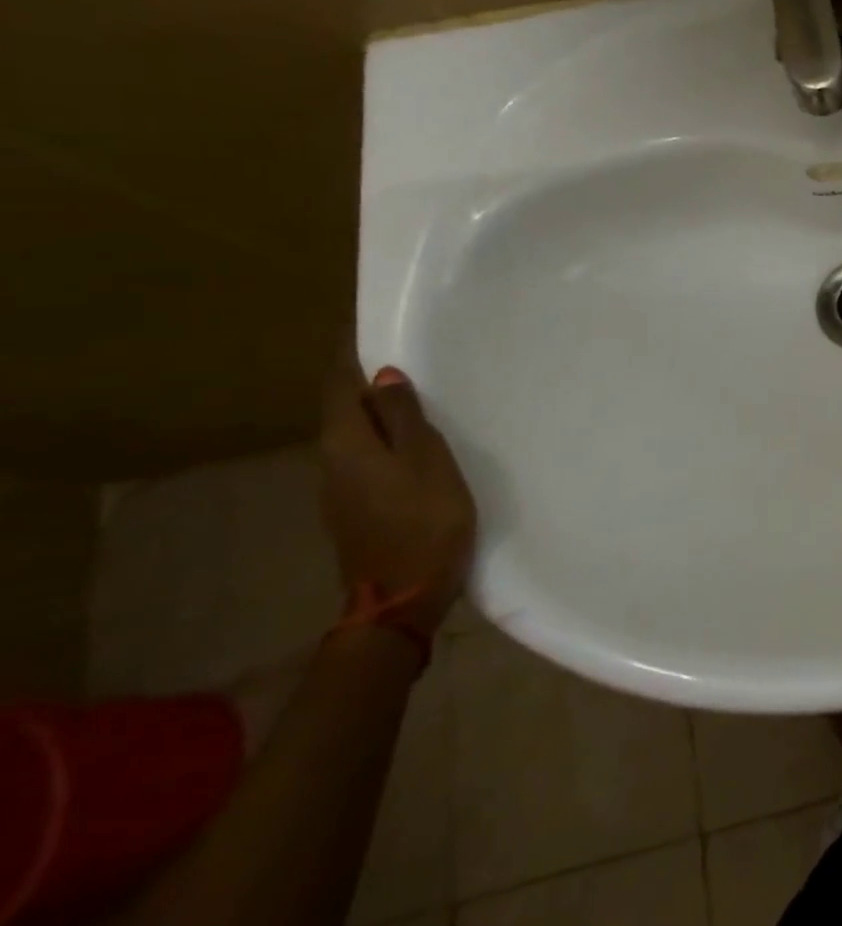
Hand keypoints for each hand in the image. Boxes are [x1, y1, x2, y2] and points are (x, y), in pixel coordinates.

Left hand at [318, 359, 475, 635]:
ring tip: (421, 397)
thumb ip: (403, 417)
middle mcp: (332, 463)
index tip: (368, 327)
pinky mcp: (358, 511)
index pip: (340, 386)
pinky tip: (418, 445)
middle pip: (345, 411)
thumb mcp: (425, 460)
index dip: (351, 356)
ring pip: (358, 437)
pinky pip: (369, 460)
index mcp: (345, 444)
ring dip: (382, 415)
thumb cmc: (423, 520)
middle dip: (370, 383)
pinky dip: (388, 441)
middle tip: (410, 358)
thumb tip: (383, 376)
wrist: (402, 598)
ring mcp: (341, 491)